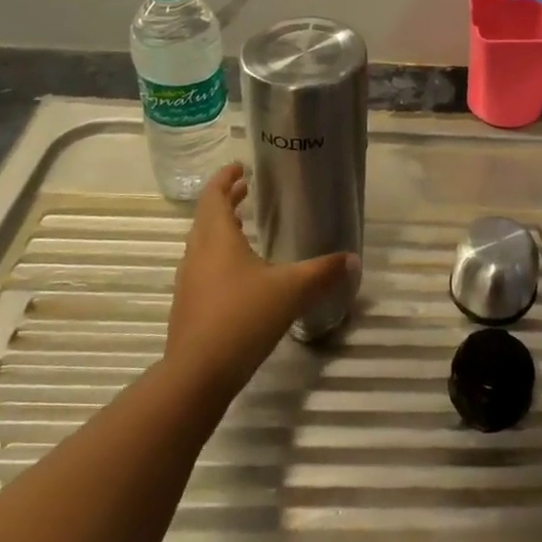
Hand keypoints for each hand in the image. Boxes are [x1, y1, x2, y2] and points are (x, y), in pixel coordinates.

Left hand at [165, 163, 358, 402]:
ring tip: (242, 227)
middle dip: (226, 201)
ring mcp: (188, 283)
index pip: (215, 196)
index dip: (226, 178)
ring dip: (220, 230)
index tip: (239, 167)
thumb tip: (353, 258)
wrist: (198, 374)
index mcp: (217, 238)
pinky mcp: (187, 309)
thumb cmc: (243, 317)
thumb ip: (323, 272)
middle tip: (245, 190)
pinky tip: (238, 275)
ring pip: (202, 245)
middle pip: (206, 218)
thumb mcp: (292, 290)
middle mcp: (197, 254)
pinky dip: (218, 258)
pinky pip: (202, 270)